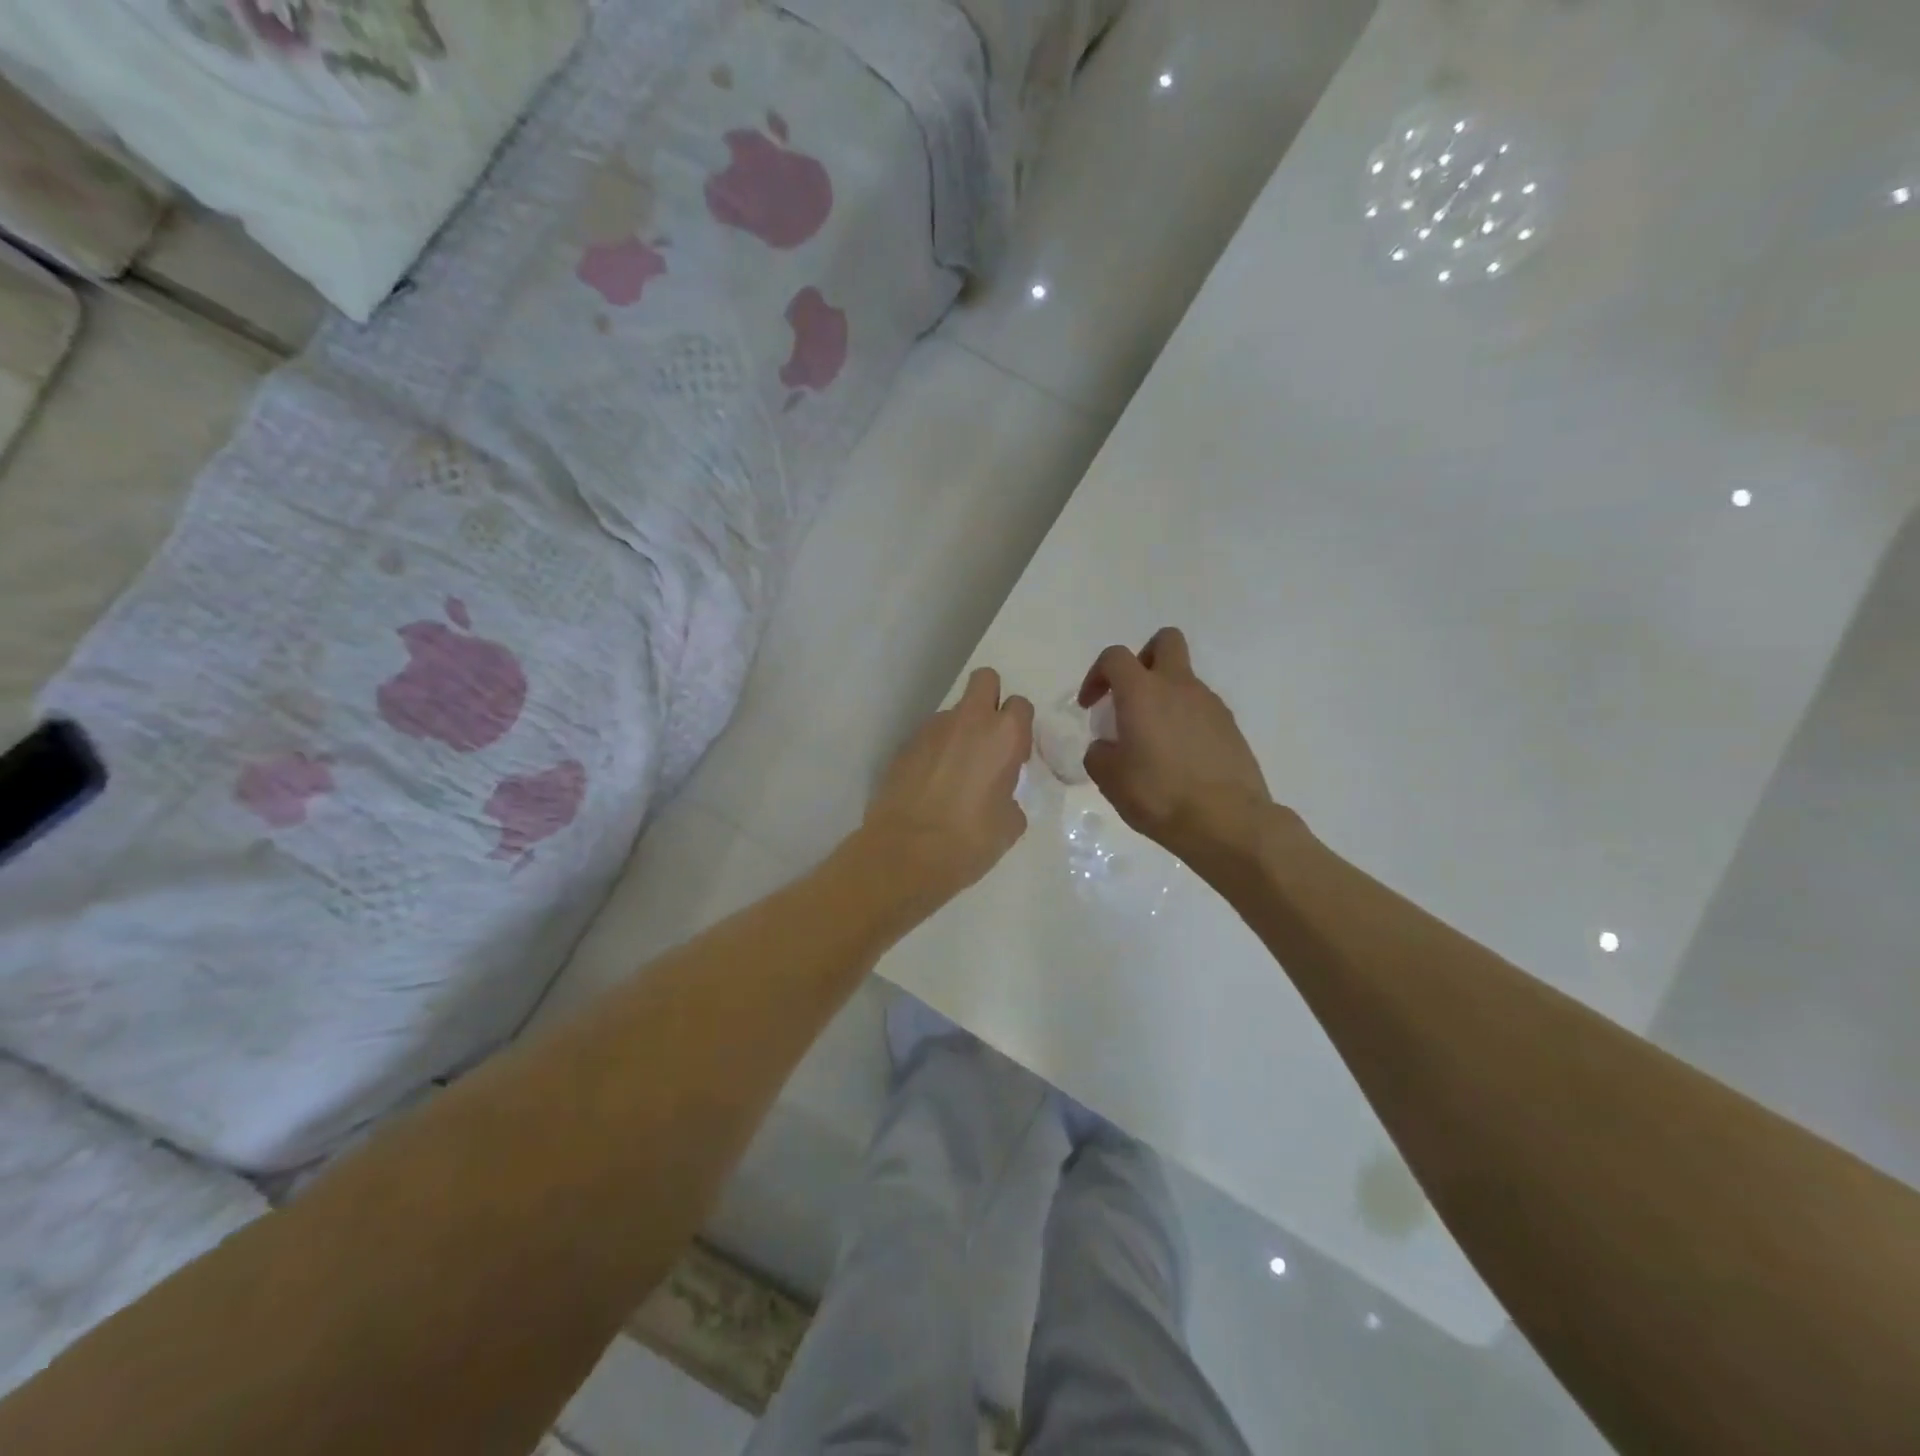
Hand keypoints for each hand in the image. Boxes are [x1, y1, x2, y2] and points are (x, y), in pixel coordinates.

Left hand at [862, 667, 1034, 912]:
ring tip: (953, 776)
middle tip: (988, 741)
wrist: (905, 854)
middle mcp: (967, 721)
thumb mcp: (1010, 825)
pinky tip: (929, 787)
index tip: (1014, 757)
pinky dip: (933, 754)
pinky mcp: (903, 747)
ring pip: (952, 713)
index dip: (1020, 728)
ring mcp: (930, 730)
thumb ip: (1010, 797)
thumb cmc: (970, 841)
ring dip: (958, 733)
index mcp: (1003, 736)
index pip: (1021, 705)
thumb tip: (999, 796)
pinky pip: (927, 739)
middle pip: (985, 680)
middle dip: (990, 700)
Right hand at [1079, 628, 1275, 863]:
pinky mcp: (1231, 727)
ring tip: (1153, 741)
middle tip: (1130, 695)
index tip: (1091, 706)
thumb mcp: (1110, 779)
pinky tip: (1179, 759)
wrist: (1227, 822)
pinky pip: (1201, 709)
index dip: (1096, 674)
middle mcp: (1179, 687)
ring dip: (1165, 697)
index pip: (1115, 657)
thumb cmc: (1159, 795)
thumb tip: (1107, 746)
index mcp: (1143, 692)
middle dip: (1143, 659)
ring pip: (1184, 680)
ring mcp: (1211, 705)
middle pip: (1165, 641)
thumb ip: (1100, 753)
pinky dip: (1185, 721)